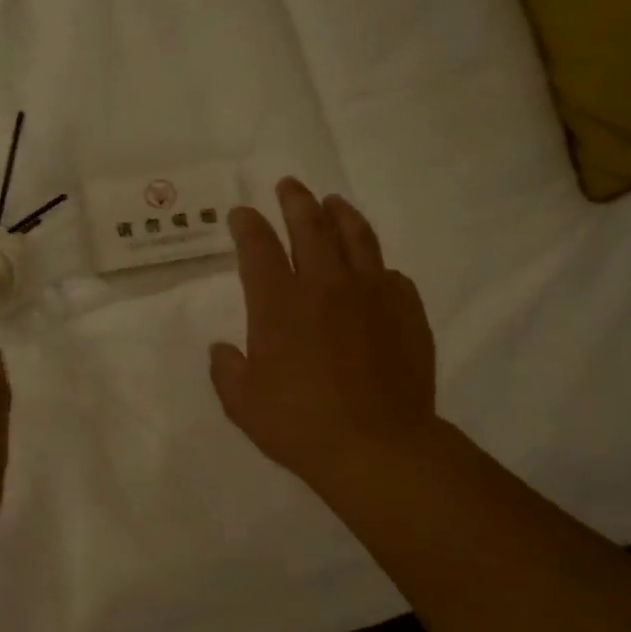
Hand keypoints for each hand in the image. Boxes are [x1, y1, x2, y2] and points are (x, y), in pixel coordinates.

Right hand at [211, 179, 438, 501]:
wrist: (377, 446)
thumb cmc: (299, 425)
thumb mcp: (242, 404)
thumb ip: (227, 370)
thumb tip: (224, 349)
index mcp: (279, 303)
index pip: (259, 247)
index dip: (248, 226)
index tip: (242, 214)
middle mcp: (325, 284)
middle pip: (310, 226)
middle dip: (295, 201)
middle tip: (289, 185)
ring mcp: (372, 292)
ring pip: (356, 237)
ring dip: (340, 215)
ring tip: (333, 202)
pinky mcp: (406, 309)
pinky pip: (389, 273)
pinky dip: (375, 264)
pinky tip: (373, 268)